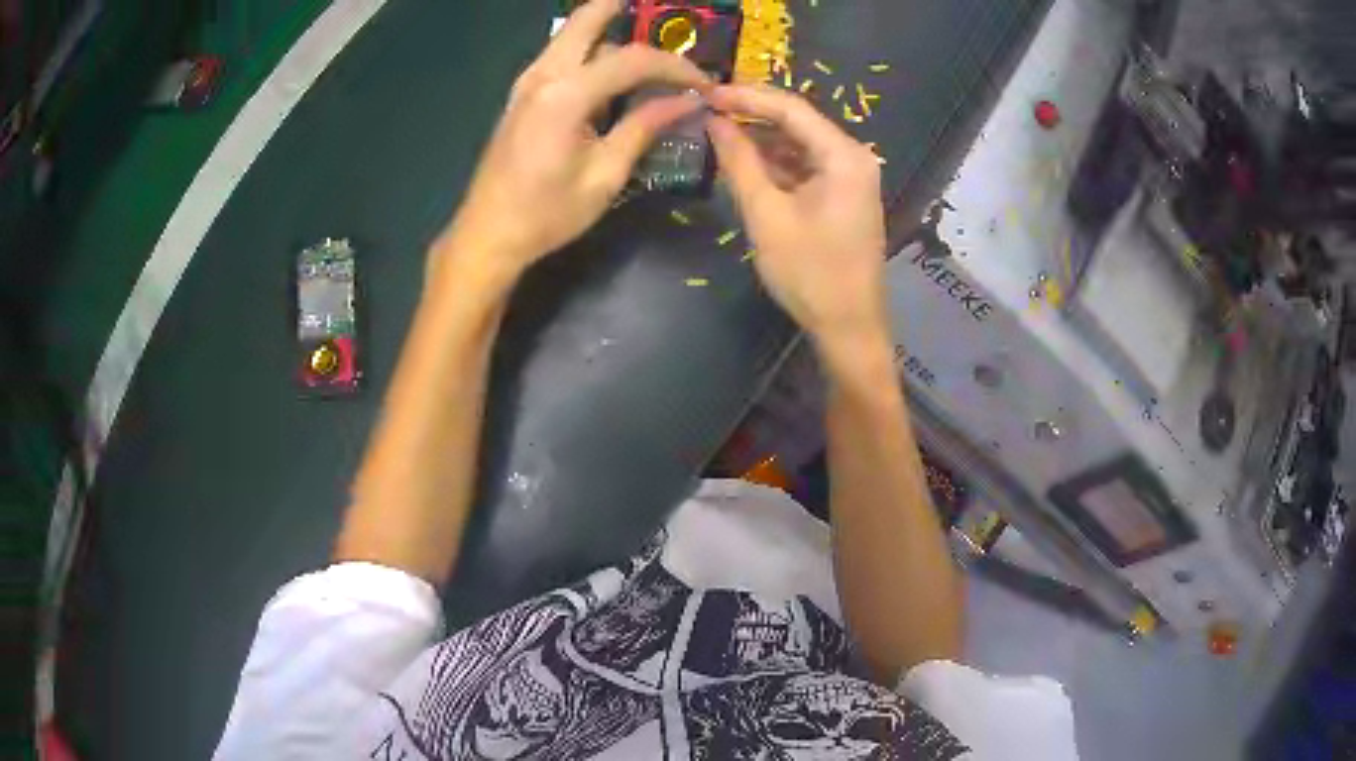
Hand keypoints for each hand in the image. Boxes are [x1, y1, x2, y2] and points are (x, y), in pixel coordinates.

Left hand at [434, 0, 710, 282]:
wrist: (488, 234)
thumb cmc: (547, 213)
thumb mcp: (605, 174)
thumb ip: (645, 126)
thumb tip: (689, 101)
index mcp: (565, 94)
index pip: (632, 59)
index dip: (675, 66)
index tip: (705, 83)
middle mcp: (543, 75)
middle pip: (587, 20)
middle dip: (623, 10)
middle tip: (661, 15)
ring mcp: (527, 83)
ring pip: (572, 36)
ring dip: (608, 32)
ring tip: (648, 54)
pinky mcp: (522, 95)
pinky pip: (560, 57)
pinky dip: (589, 52)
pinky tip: (612, 72)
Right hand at [706, 86, 888, 345]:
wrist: (848, 327)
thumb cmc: (810, 273)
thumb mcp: (767, 214)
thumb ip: (739, 161)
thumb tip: (714, 121)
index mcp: (844, 156)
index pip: (791, 108)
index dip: (746, 97)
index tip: (705, 92)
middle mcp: (853, 157)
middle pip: (798, 121)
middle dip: (752, 114)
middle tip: (706, 107)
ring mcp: (851, 177)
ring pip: (799, 143)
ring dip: (761, 138)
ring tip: (717, 129)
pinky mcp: (843, 195)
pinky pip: (805, 165)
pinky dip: (775, 162)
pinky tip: (744, 160)